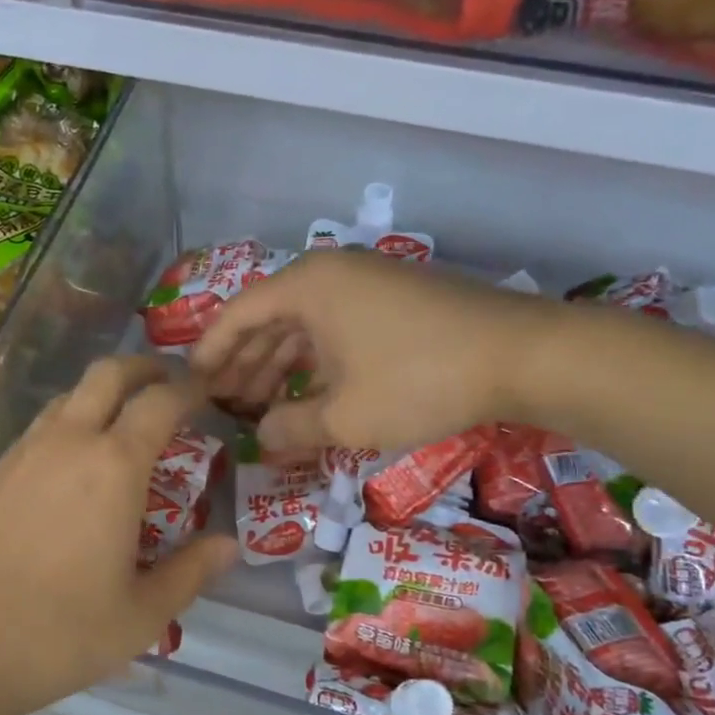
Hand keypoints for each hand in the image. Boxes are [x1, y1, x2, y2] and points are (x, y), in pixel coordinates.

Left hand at [0, 356, 236, 714]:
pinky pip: (40, 428)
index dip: (189, 387)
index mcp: (112, 465)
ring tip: (125, 423)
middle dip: (143, 367)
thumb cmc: (55, 634)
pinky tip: (75, 465)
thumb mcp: (140, 616)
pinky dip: (70, 422)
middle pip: (107, 374)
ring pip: (68, 396)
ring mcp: (21, 454)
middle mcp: (67, 442)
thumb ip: (191, 573)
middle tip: (168, 382)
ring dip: (102, 393)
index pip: (160, 402)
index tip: (208, 388)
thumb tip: (230, 545)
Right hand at [190, 250, 562, 452]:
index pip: (235, 315)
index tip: (191, 387)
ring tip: (261, 409)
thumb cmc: (420, 380)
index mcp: (306, 286)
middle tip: (223, 407)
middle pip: (268, 319)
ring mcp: (365, 283)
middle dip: (243, 365)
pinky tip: (310, 395)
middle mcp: (329, 274)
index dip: (209, 354)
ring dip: (279, 366)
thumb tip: (261, 440)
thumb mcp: (346, 417)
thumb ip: (291, 428)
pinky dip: (316, 362)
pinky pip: (335, 329)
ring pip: (304, 326)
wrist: (523, 355)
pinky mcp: (393, 300)